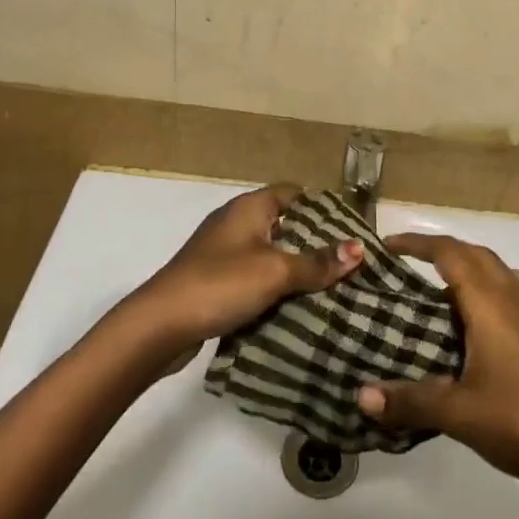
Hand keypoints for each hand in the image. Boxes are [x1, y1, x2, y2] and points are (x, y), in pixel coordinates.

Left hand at [126, 184, 359, 349]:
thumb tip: (358, 249)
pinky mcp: (214, 281)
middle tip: (349, 261)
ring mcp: (222, 253)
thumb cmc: (221, 284)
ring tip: (332, 286)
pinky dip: (274, 287)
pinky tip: (296, 306)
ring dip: (294, 268)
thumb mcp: (275, 271)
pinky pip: (254, 277)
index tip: (350, 228)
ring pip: (269, 253)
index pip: (292, 193)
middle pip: (283, 224)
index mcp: (249, 208)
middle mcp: (235, 223)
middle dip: (313, 241)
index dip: (321, 207)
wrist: (160, 325)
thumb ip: (316, 262)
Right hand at [357, 233, 518, 499]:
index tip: (387, 246)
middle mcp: (515, 298)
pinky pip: (513, 293)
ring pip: (498, 272)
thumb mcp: (458, 413)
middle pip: (476, 254)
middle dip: (441, 250)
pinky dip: (488, 290)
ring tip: (438, 290)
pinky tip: (478, 324)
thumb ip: (409, 401)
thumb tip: (361, 396)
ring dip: (469, 268)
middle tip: (407, 264)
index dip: (417, 244)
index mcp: (491, 304)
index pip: (450, 254)